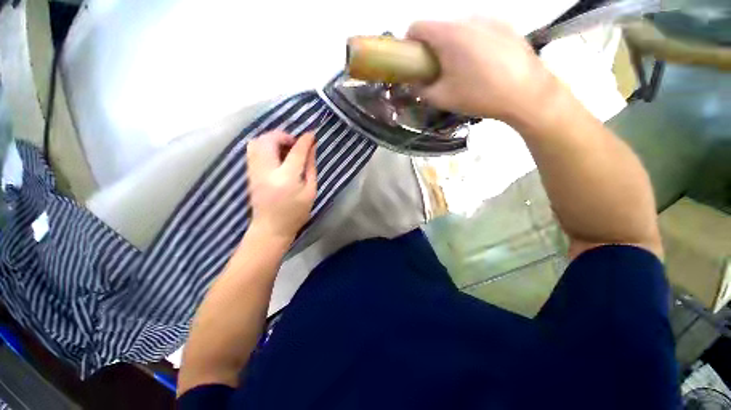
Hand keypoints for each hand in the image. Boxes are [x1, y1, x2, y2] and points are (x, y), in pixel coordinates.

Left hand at [246, 130, 316, 240]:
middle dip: (284, 136)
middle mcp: (267, 171)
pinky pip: (253, 150)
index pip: (296, 151)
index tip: (312, 134)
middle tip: (295, 144)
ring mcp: (254, 171)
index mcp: (286, 178)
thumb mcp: (310, 191)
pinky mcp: (249, 173)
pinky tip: (276, 156)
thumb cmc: (296, 213)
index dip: (305, 140)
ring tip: (285, 149)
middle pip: (269, 140)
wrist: (270, 228)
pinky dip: (265, 146)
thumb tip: (312, 148)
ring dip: (272, 139)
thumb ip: (310, 167)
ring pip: (256, 142)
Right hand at [407, 19, 560, 124]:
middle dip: (433, 48)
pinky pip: (479, 29)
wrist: (526, 94)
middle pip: (439, 27)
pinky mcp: (505, 23)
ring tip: (463, 69)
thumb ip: (421, 90)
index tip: (413, 61)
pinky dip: (473, 42)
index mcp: (449, 34)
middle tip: (439, 71)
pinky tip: (483, 63)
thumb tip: (414, 84)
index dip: (409, 43)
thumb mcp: (442, 98)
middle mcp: (468, 18)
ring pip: (459, 28)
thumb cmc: (479, 96)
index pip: (417, 26)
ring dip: (453, 45)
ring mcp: (489, 18)